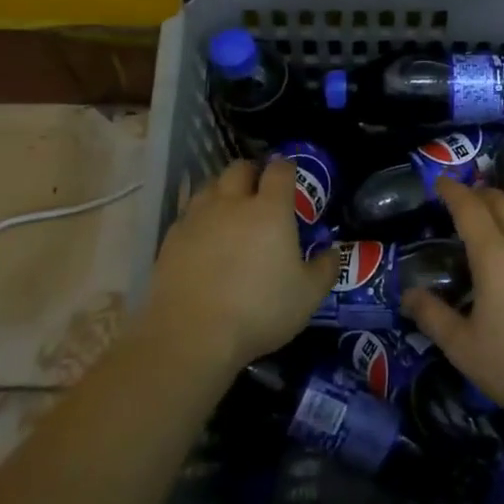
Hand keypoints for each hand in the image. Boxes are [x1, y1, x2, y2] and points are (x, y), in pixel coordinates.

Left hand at [142, 158, 337, 372]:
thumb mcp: (308, 296)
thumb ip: (325, 269)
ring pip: (209, 186)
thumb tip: (332, 252)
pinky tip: (203, 236)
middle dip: (252, 172)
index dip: (287, 167)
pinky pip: (188, 214)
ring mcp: (197, 218)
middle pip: (239, 168)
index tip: (290, 175)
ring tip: (229, 209)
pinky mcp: (171, 239)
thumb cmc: (259, 310)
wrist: (190, 335)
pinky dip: (199, 217)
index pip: (280, 170)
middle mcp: (232, 203)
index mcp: (270, 209)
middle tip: (259, 189)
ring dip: (223, 190)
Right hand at [403, 176, 503, 426]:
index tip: (441, 182)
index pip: (470, 209)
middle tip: (467, 199)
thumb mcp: (464, 349)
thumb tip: (408, 295)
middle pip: (502, 202)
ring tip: (503, 206)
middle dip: (480, 194)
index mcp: (495, 256)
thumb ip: (433, 317)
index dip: (453, 191)